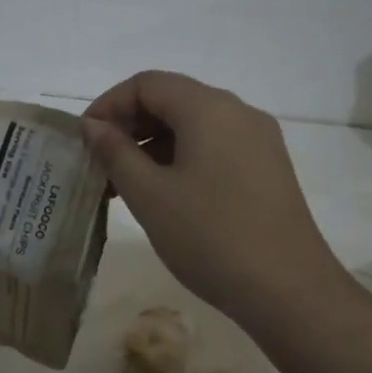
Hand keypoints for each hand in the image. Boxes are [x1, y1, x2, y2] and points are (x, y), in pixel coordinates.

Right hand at [81, 71, 347, 331]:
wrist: (288, 289)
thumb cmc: (210, 236)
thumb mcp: (150, 195)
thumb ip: (116, 153)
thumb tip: (93, 125)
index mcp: (209, 108)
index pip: (147, 83)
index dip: (108, 104)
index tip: (84, 141)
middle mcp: (238, 112)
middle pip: (173, 100)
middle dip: (130, 127)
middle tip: (99, 166)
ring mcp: (259, 141)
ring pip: (194, 127)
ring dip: (153, 147)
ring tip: (124, 187)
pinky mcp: (267, 169)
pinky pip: (215, 148)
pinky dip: (181, 160)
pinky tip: (164, 196)